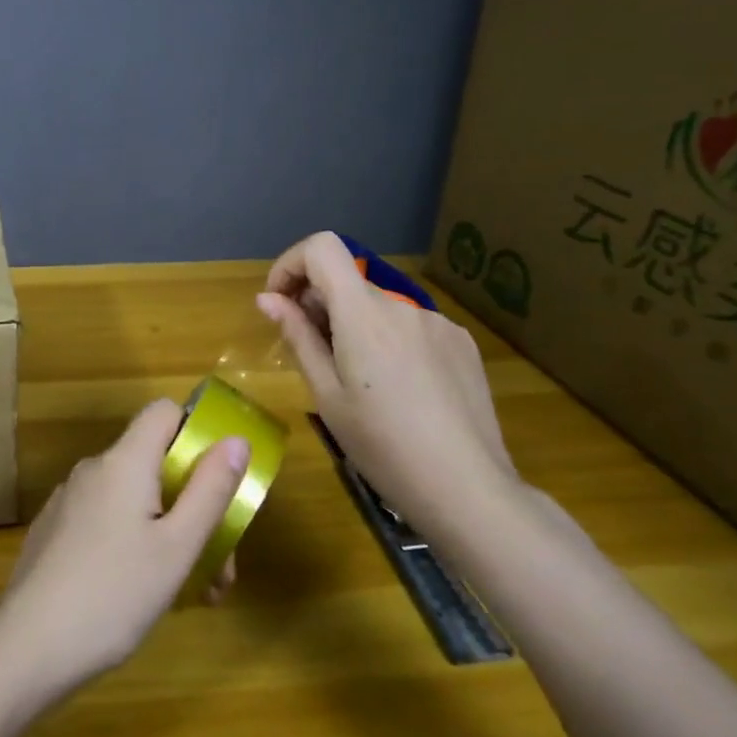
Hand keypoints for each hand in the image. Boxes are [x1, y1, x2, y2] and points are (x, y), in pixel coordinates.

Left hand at [0, 400, 248, 690]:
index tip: (219, 477)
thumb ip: (210, 489)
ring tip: (191, 592)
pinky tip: (141, 594)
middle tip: (219, 566)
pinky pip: (106, 520)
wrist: (27, 648)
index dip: (196, 431)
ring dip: (168, 531)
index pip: (163, 411)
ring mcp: (68, 501)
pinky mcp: (54, 532)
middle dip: (193, 503)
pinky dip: (133, 542)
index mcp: (123, 462)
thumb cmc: (114, 594)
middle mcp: (92, 470)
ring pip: (132, 499)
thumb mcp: (177, 547)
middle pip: (154, 463)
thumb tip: (235, 439)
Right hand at [256, 231, 518, 532]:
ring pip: (379, 308)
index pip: (322, 248)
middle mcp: (402, 304)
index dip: (291, 264)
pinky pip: (411, 327)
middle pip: (348, 282)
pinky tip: (399, 390)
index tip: (280, 303)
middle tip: (312, 356)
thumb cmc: (382, 446)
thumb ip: (298, 337)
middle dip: (319, 305)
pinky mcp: (461, 343)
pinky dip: (389, 341)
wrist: (467, 488)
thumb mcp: (327, 395)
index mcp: (364, 313)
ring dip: (355, 326)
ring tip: (359, 383)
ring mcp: (438, 322)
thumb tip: (268, 299)